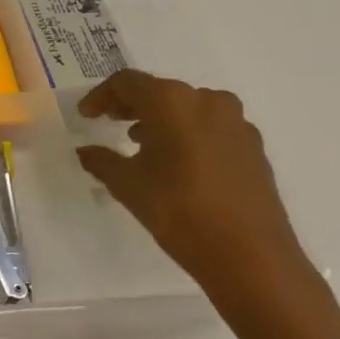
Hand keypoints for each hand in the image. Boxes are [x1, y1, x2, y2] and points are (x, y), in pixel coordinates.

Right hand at [74, 71, 318, 314]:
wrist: (250, 256)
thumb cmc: (178, 210)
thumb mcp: (126, 184)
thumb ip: (101, 160)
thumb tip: (85, 151)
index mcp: (171, 101)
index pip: (127, 82)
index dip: (100, 96)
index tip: (85, 116)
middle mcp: (207, 101)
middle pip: (160, 91)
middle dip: (131, 105)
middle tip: (109, 122)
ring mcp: (236, 124)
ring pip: (188, 108)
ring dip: (161, 119)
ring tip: (141, 143)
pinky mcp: (254, 148)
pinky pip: (211, 128)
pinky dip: (188, 134)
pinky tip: (177, 162)